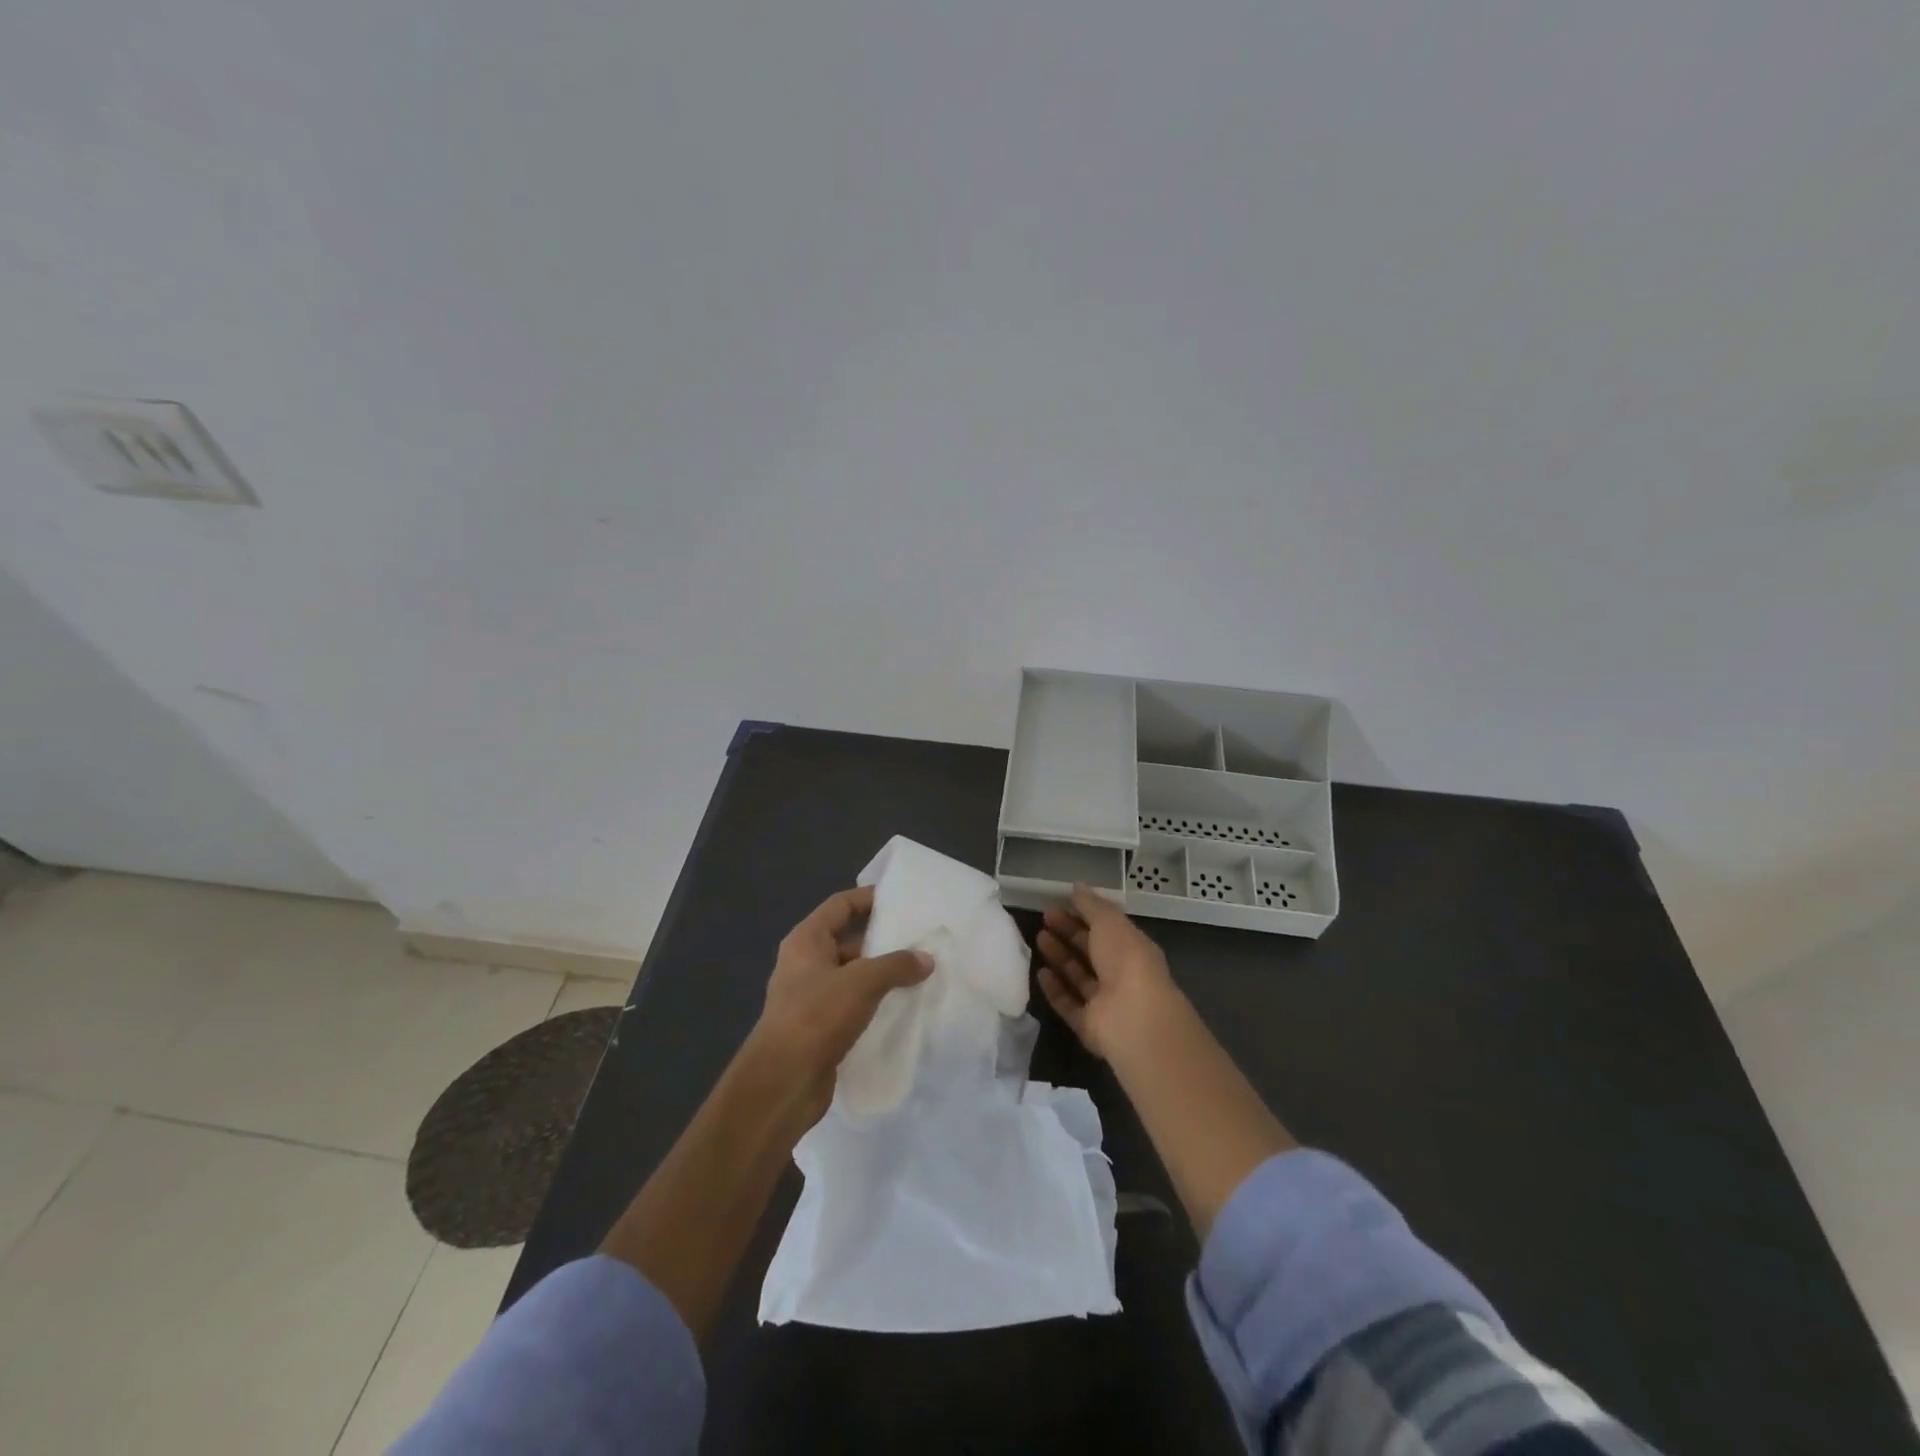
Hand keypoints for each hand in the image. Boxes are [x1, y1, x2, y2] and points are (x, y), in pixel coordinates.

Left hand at [748, 885, 932, 1124]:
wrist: (783, 1083)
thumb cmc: (816, 1016)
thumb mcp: (862, 982)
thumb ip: (896, 965)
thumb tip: (926, 959)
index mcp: (806, 941)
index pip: (840, 905)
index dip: (868, 898)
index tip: (901, 899)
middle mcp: (805, 964)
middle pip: (848, 940)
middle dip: (882, 941)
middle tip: (920, 940)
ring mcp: (810, 997)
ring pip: (852, 976)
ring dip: (881, 975)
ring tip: (920, 973)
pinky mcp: (819, 1028)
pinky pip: (852, 1005)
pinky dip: (875, 1003)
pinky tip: (903, 1008)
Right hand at [1036, 885, 1184, 1061]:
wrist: (1134, 1019)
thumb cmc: (1127, 961)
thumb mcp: (1109, 922)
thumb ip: (1091, 905)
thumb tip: (1077, 887)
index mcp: (1133, 948)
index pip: (1107, 928)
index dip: (1084, 914)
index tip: (1060, 902)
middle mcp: (1122, 975)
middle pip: (1091, 951)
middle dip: (1069, 932)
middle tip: (1044, 916)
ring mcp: (1106, 1002)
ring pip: (1079, 976)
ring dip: (1060, 957)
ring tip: (1038, 938)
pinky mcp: (1089, 1025)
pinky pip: (1069, 1004)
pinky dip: (1055, 989)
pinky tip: (1040, 972)